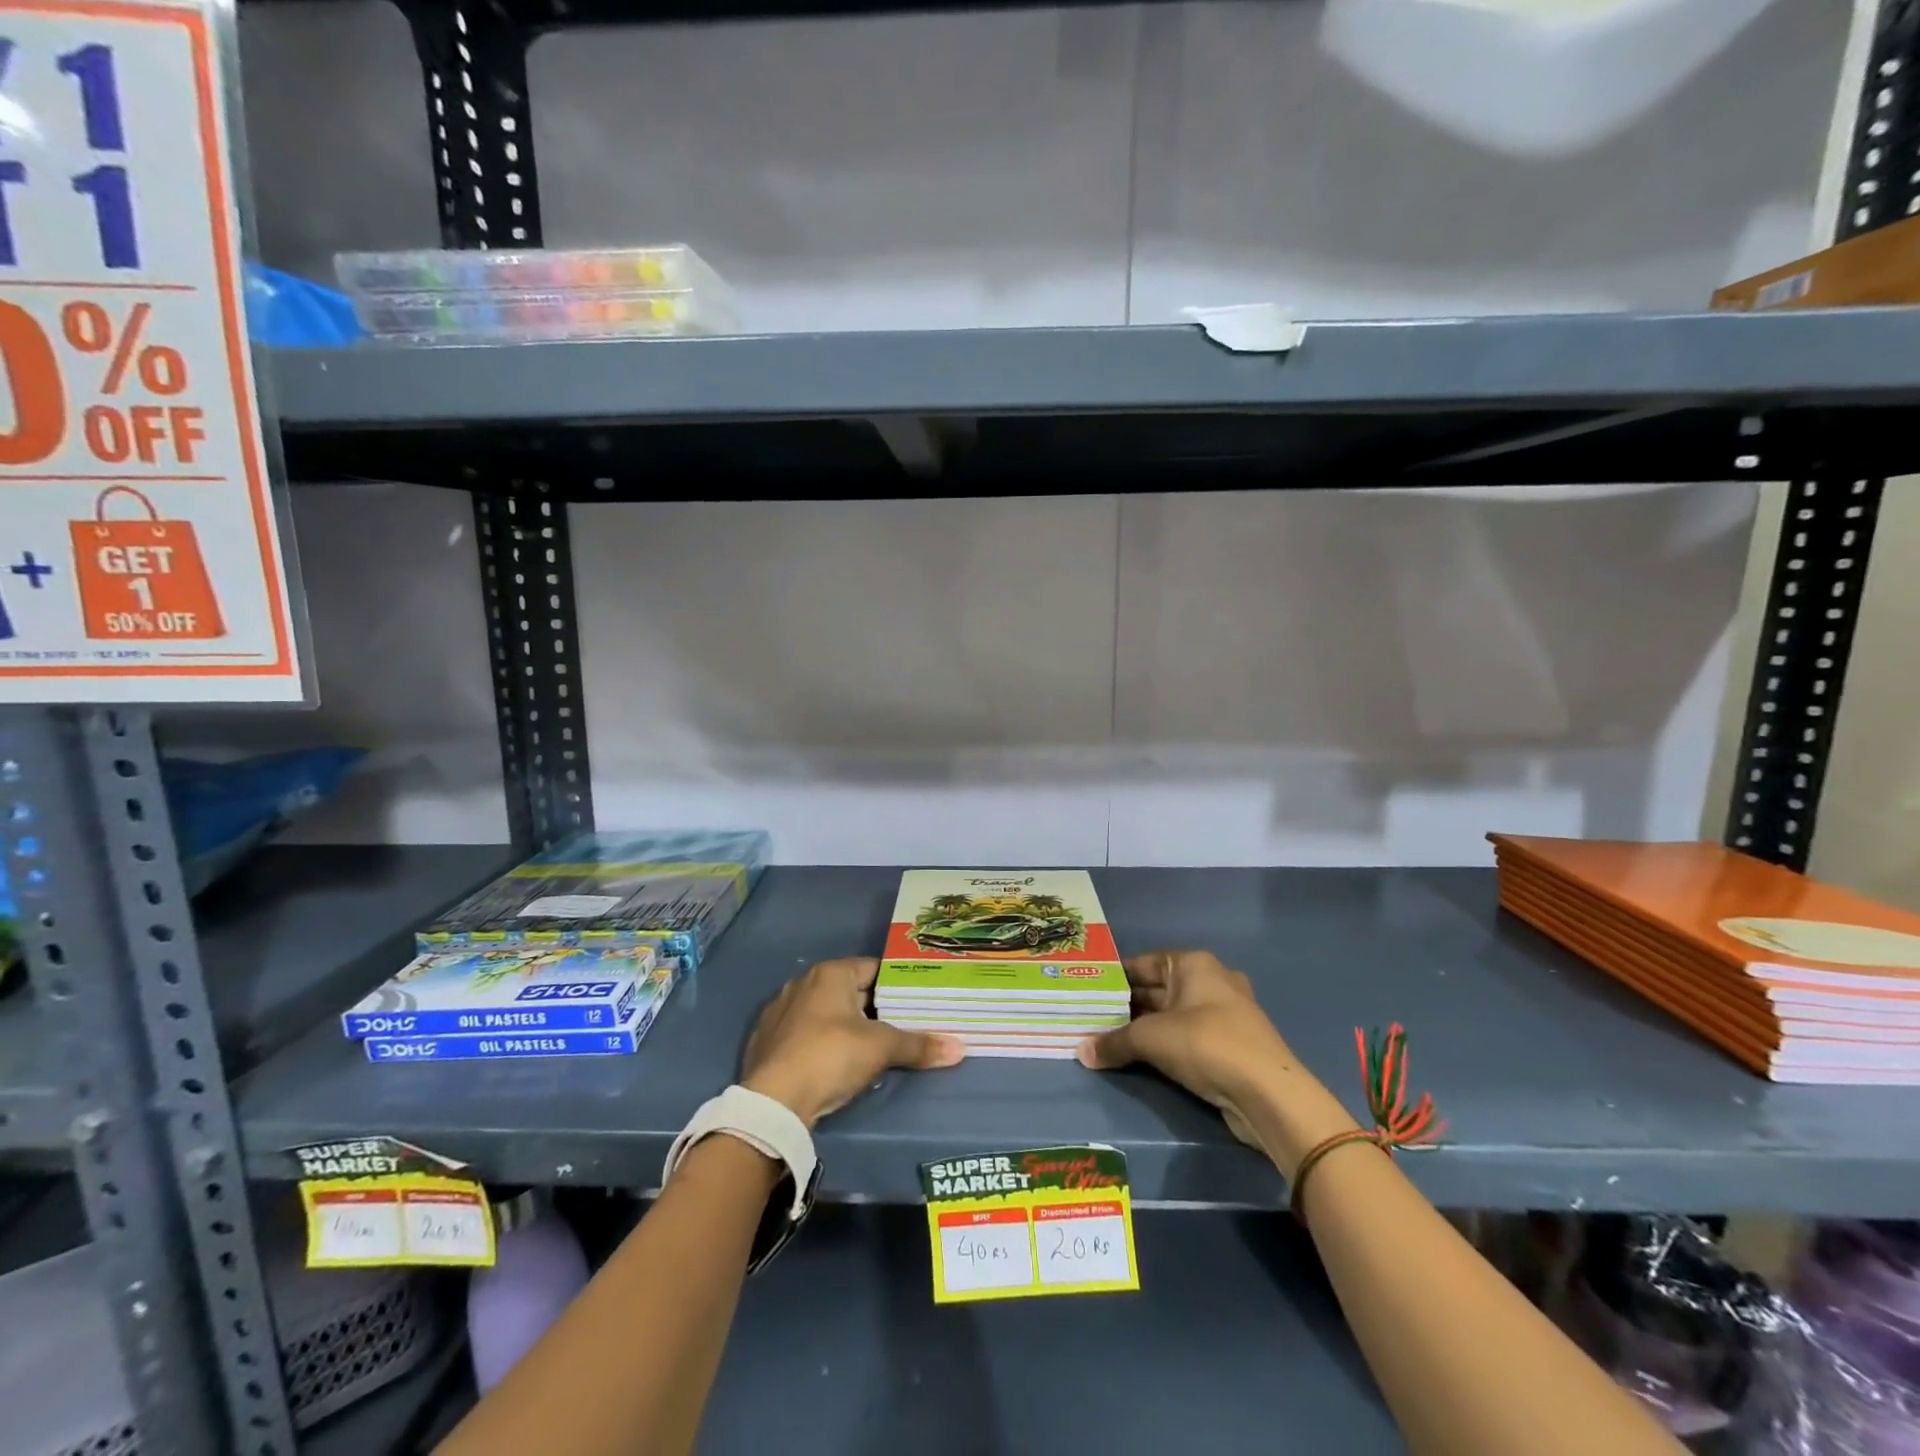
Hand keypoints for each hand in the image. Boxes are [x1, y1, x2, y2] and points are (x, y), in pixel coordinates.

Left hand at [741, 957, 963, 1127]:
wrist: (772, 1103)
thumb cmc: (830, 1056)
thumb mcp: (880, 1049)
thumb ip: (918, 1045)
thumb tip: (960, 1049)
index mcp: (830, 973)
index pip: (873, 968)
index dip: (896, 984)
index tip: (917, 1000)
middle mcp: (802, 984)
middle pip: (849, 991)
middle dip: (873, 1008)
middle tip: (902, 1025)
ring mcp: (779, 1012)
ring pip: (824, 1013)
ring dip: (845, 1026)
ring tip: (871, 1047)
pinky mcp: (765, 1041)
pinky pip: (803, 1034)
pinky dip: (820, 1043)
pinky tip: (834, 1063)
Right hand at [1077, 950, 1350, 1167]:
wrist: (1268, 1094)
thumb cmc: (1206, 1044)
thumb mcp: (1150, 1039)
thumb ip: (1114, 1042)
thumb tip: (1081, 1052)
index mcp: (1194, 964)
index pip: (1144, 963)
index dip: (1116, 976)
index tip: (1090, 990)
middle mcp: (1211, 981)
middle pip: (1159, 989)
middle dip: (1127, 1005)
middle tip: (1092, 1018)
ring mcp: (1225, 1014)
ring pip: (1173, 1015)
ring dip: (1146, 1027)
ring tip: (1110, 1039)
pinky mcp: (1231, 1045)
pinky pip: (1188, 1037)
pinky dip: (1166, 1044)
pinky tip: (1142, 1058)